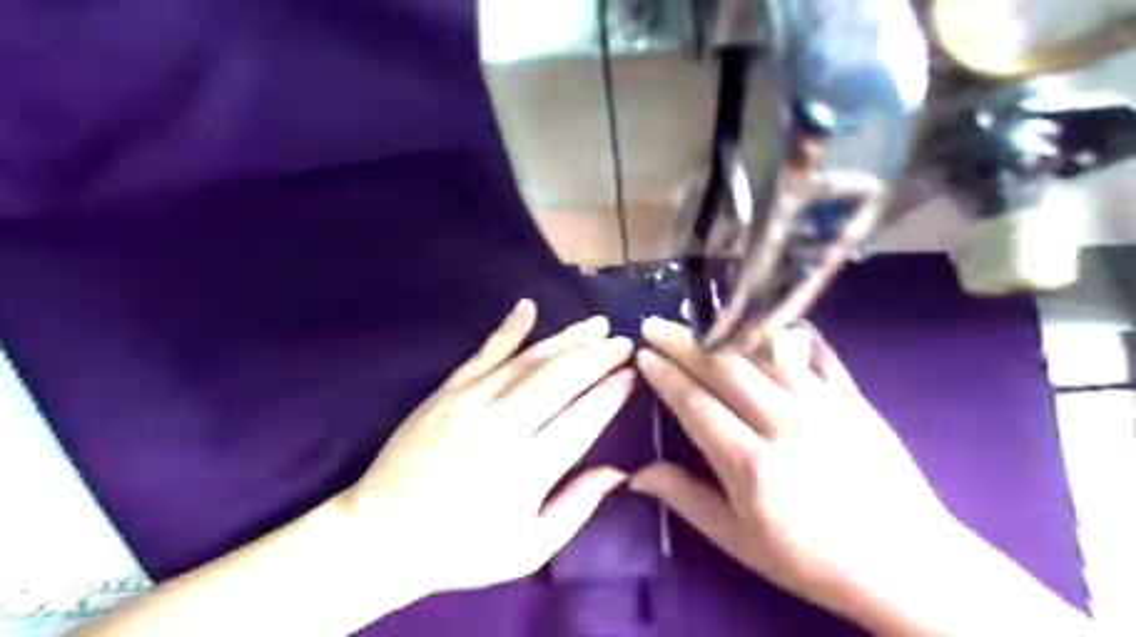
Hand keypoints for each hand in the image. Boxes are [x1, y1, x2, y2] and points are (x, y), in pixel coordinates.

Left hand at [341, 301, 635, 600]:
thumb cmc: (460, 549)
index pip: (581, 420)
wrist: (380, 534)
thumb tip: (618, 471)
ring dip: (567, 339)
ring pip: (528, 360)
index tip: (631, 375)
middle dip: (597, 356)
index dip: (610, 394)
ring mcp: (469, 403)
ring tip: (597, 324)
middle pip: (559, 380)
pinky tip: (528, 307)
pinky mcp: (446, 392)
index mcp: (525, 472)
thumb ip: (575, 509)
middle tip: (624, 342)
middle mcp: (500, 429)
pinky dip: (509, 329)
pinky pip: (483, 353)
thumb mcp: (527, 549)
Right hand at [631, 319, 966, 620]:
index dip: (665, 375)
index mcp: (750, 463)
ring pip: (762, 355)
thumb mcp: (739, 541)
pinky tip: (768, 321)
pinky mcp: (853, 399)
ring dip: (724, 334)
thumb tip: (636, 473)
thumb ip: (686, 499)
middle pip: (722, 369)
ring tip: (697, 320)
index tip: (643, 355)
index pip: (694, 403)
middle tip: (655, 325)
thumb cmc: (811, 559)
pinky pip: (815, 355)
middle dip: (682, 343)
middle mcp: (783, 423)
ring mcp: (823, 405)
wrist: (905, 564)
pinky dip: (787, 334)